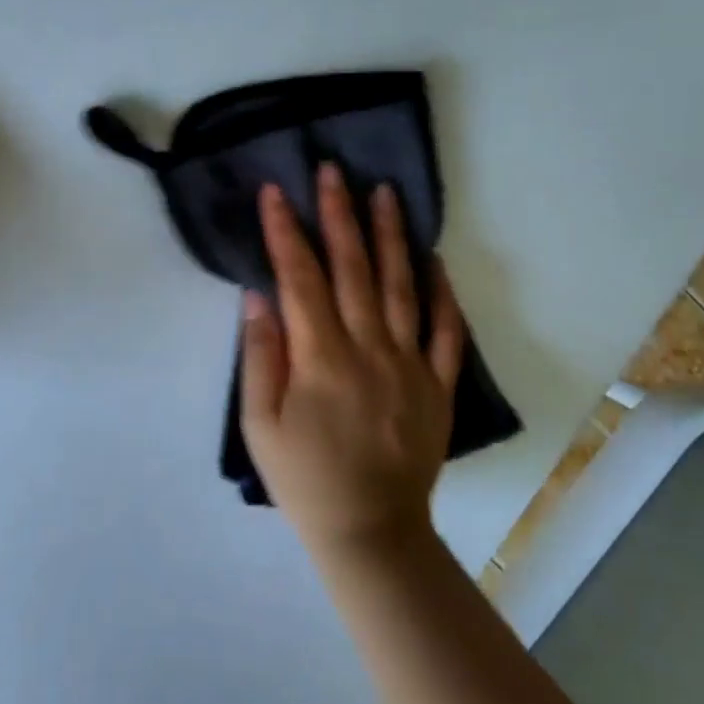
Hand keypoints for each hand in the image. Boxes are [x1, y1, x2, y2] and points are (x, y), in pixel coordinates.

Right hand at [241, 164, 466, 559]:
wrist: (370, 532)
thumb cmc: (304, 479)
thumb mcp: (260, 425)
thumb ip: (260, 357)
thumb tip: (258, 296)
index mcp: (321, 359)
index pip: (300, 279)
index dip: (285, 232)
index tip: (275, 192)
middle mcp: (369, 350)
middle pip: (354, 270)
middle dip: (339, 215)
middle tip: (334, 171)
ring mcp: (410, 365)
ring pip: (402, 287)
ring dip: (392, 237)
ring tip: (385, 194)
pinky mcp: (438, 385)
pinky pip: (445, 331)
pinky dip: (442, 292)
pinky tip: (434, 259)